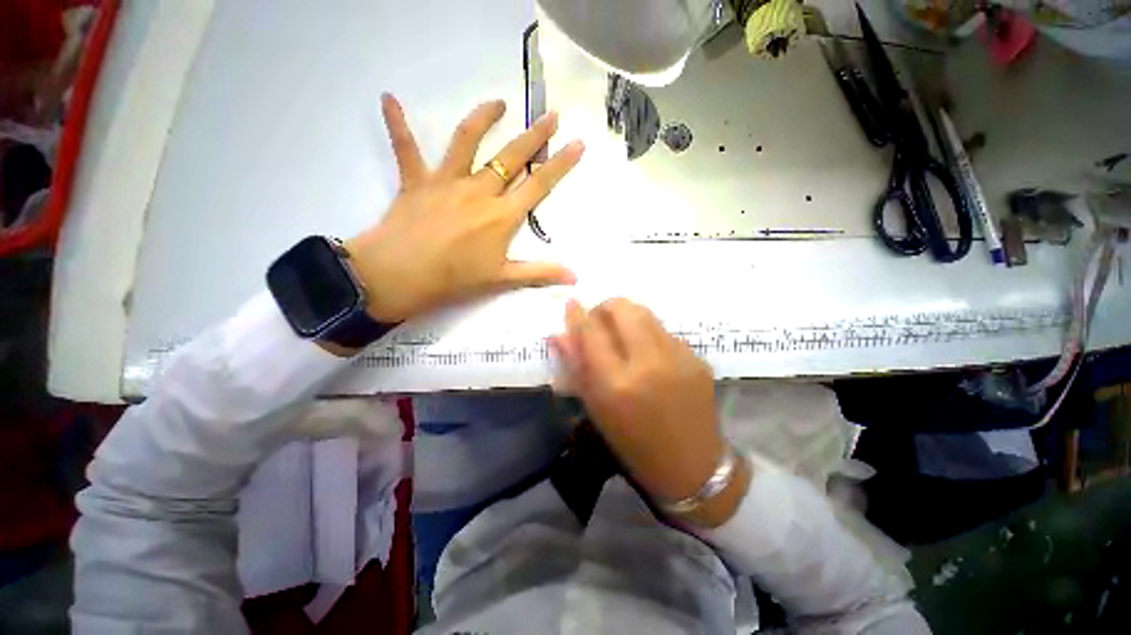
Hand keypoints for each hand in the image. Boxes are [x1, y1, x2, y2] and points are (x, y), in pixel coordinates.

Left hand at [345, 94, 584, 322]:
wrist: (403, 276)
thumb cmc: (456, 279)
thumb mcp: (503, 280)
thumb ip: (540, 274)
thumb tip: (575, 278)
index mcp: (502, 215)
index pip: (538, 185)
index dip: (560, 164)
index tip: (577, 143)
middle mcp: (479, 190)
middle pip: (512, 157)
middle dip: (535, 135)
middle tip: (551, 114)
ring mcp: (447, 181)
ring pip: (467, 140)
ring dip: (483, 118)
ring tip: (498, 103)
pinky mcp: (416, 180)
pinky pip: (405, 148)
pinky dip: (397, 124)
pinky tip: (388, 99)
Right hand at [552, 298, 748, 526]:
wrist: (692, 466)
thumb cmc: (633, 444)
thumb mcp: (597, 409)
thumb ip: (577, 367)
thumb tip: (559, 335)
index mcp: (617, 384)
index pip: (591, 332)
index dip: (577, 314)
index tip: (571, 303)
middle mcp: (649, 364)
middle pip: (623, 308)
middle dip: (605, 307)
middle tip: (600, 321)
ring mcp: (678, 358)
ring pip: (645, 313)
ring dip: (627, 317)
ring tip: (622, 335)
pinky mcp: (698, 358)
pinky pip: (665, 331)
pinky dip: (648, 333)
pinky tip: (648, 354)